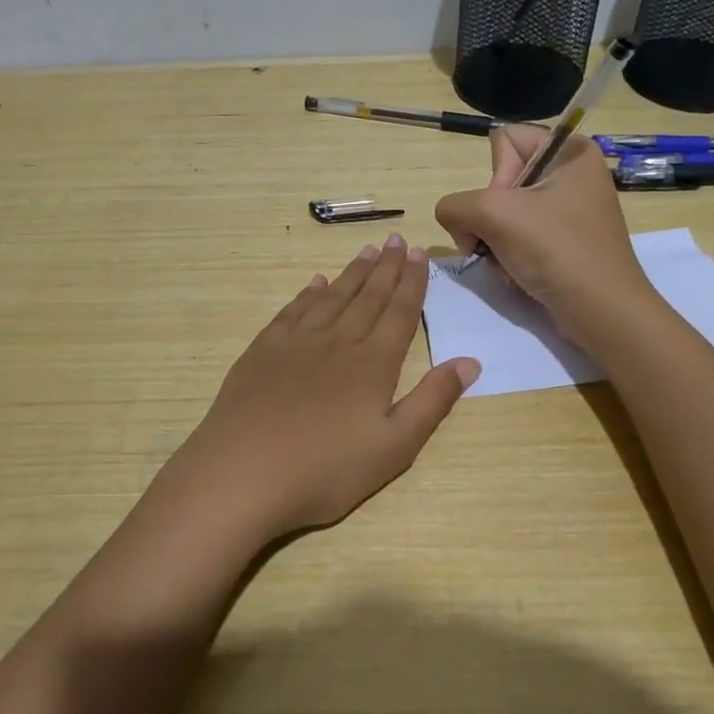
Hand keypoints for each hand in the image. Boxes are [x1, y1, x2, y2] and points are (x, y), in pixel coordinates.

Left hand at [157, 234, 478, 542]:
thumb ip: (433, 401)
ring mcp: (296, 343)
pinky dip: (308, 294)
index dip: (413, 282)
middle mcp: (337, 341)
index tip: (420, 253)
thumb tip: (470, 360)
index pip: (400, 312)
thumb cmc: (326, 470)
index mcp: (372, 363)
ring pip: (332, 297)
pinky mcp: (263, 352)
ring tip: (367, 251)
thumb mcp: (394, 447)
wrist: (243, 474)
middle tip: (397, 239)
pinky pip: (293, 311)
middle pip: (368, 296)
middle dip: (387, 267)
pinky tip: (315, 283)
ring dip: (352, 273)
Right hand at [434, 125, 650, 334]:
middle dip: (489, 218)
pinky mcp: (566, 241)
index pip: (503, 141)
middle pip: (501, 181)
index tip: (506, 209)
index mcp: (570, 151)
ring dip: (495, 242)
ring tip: (508, 264)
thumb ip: (455, 205)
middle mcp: (573, 173)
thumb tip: (454, 219)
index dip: (494, 177)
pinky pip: (521, 237)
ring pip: (505, 213)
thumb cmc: (555, 250)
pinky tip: (518, 274)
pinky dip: (510, 256)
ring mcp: (570, 210)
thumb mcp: (494, 214)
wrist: (600, 311)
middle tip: (498, 242)